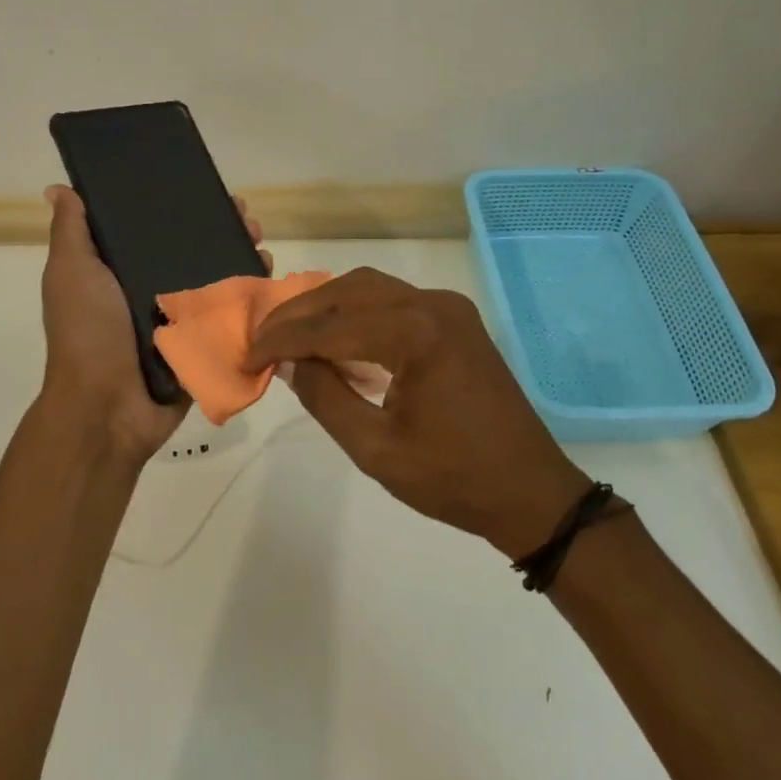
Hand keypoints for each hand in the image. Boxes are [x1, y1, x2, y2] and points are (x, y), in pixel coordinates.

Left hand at [39, 184, 268, 463]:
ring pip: (217, 279)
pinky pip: (230, 315)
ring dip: (242, 257)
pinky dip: (251, 296)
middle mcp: (151, 291)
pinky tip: (268, 275)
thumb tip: (59, 188)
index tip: (204, 187)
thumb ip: (71, 232)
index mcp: (119, 272)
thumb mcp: (71, 273)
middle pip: (193, 251)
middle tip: (245, 216)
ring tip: (260, 241)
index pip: (154, 229)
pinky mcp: (202, 345)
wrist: (107, 408)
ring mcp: (180, 320)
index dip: (178, 206)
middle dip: (221, 229)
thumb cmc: (88, 333)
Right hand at [244, 267, 589, 557]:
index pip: (329, 326)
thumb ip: (326, 398)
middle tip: (263, 341)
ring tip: (291, 337)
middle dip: (299, 314)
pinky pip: (394, 301)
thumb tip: (292, 363)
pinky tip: (337, 340)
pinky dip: (357, 313)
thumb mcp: (376, 449)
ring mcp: (449, 309)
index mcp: (414, 334)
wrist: (531, 491)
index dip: (282, 340)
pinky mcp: (457, 321)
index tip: (248, 359)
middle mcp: (432, 306)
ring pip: (370, 288)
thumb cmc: (453, 479)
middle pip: (347, 291)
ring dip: (326, 307)